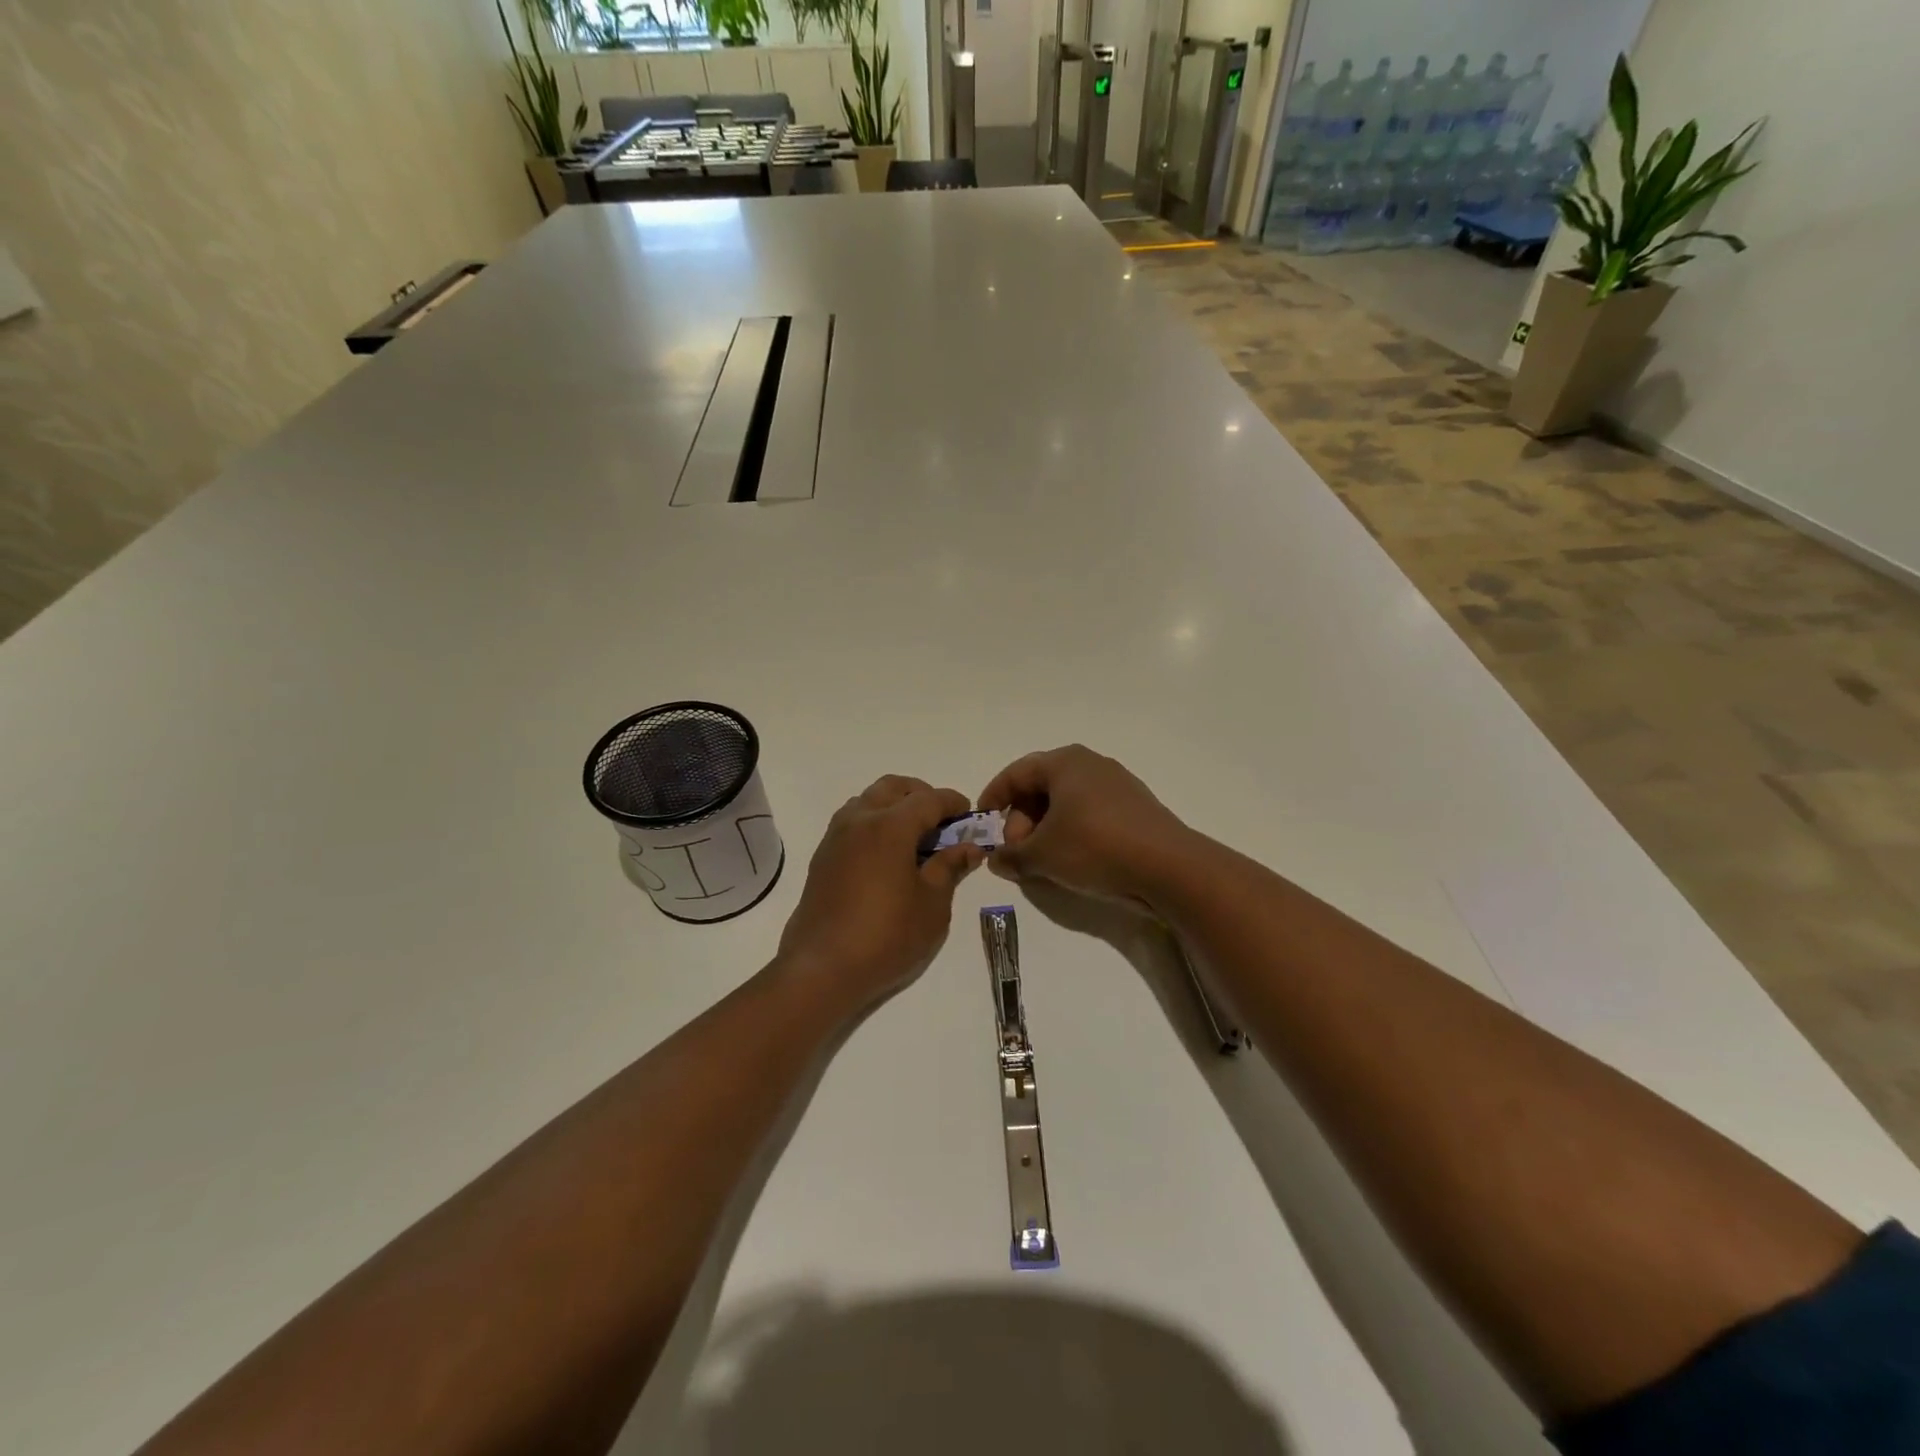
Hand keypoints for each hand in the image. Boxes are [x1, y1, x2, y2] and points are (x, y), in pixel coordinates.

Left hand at [775, 775, 984, 1018]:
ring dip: (894, 806)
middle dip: (921, 795)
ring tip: (914, 838)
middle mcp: (859, 820)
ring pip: (868, 800)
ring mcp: (836, 837)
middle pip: (893, 787)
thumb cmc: (886, 935)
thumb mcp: (932, 905)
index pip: (928, 799)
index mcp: (890, 826)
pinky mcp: (823, 856)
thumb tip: (969, 847)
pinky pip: (852, 822)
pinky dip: (874, 823)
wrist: (822, 968)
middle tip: (941, 822)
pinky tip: (887, 856)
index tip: (969, 815)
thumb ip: (950, 867)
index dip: (952, 803)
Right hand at [977, 745, 1192, 904]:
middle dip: (1021, 820)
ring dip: (1046, 830)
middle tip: (1017, 852)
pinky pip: (1090, 814)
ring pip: (1067, 803)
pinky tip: (1072, 862)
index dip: (994, 797)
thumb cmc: (1094, 847)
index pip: (1016, 773)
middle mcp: (1091, 765)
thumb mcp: (1042, 855)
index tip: (983, 823)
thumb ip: (1011, 855)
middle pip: (1042, 787)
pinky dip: (1072, 833)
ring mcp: (1117, 785)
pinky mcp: (1135, 808)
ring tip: (1041, 861)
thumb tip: (996, 859)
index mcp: (1064, 763)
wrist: (1168, 867)